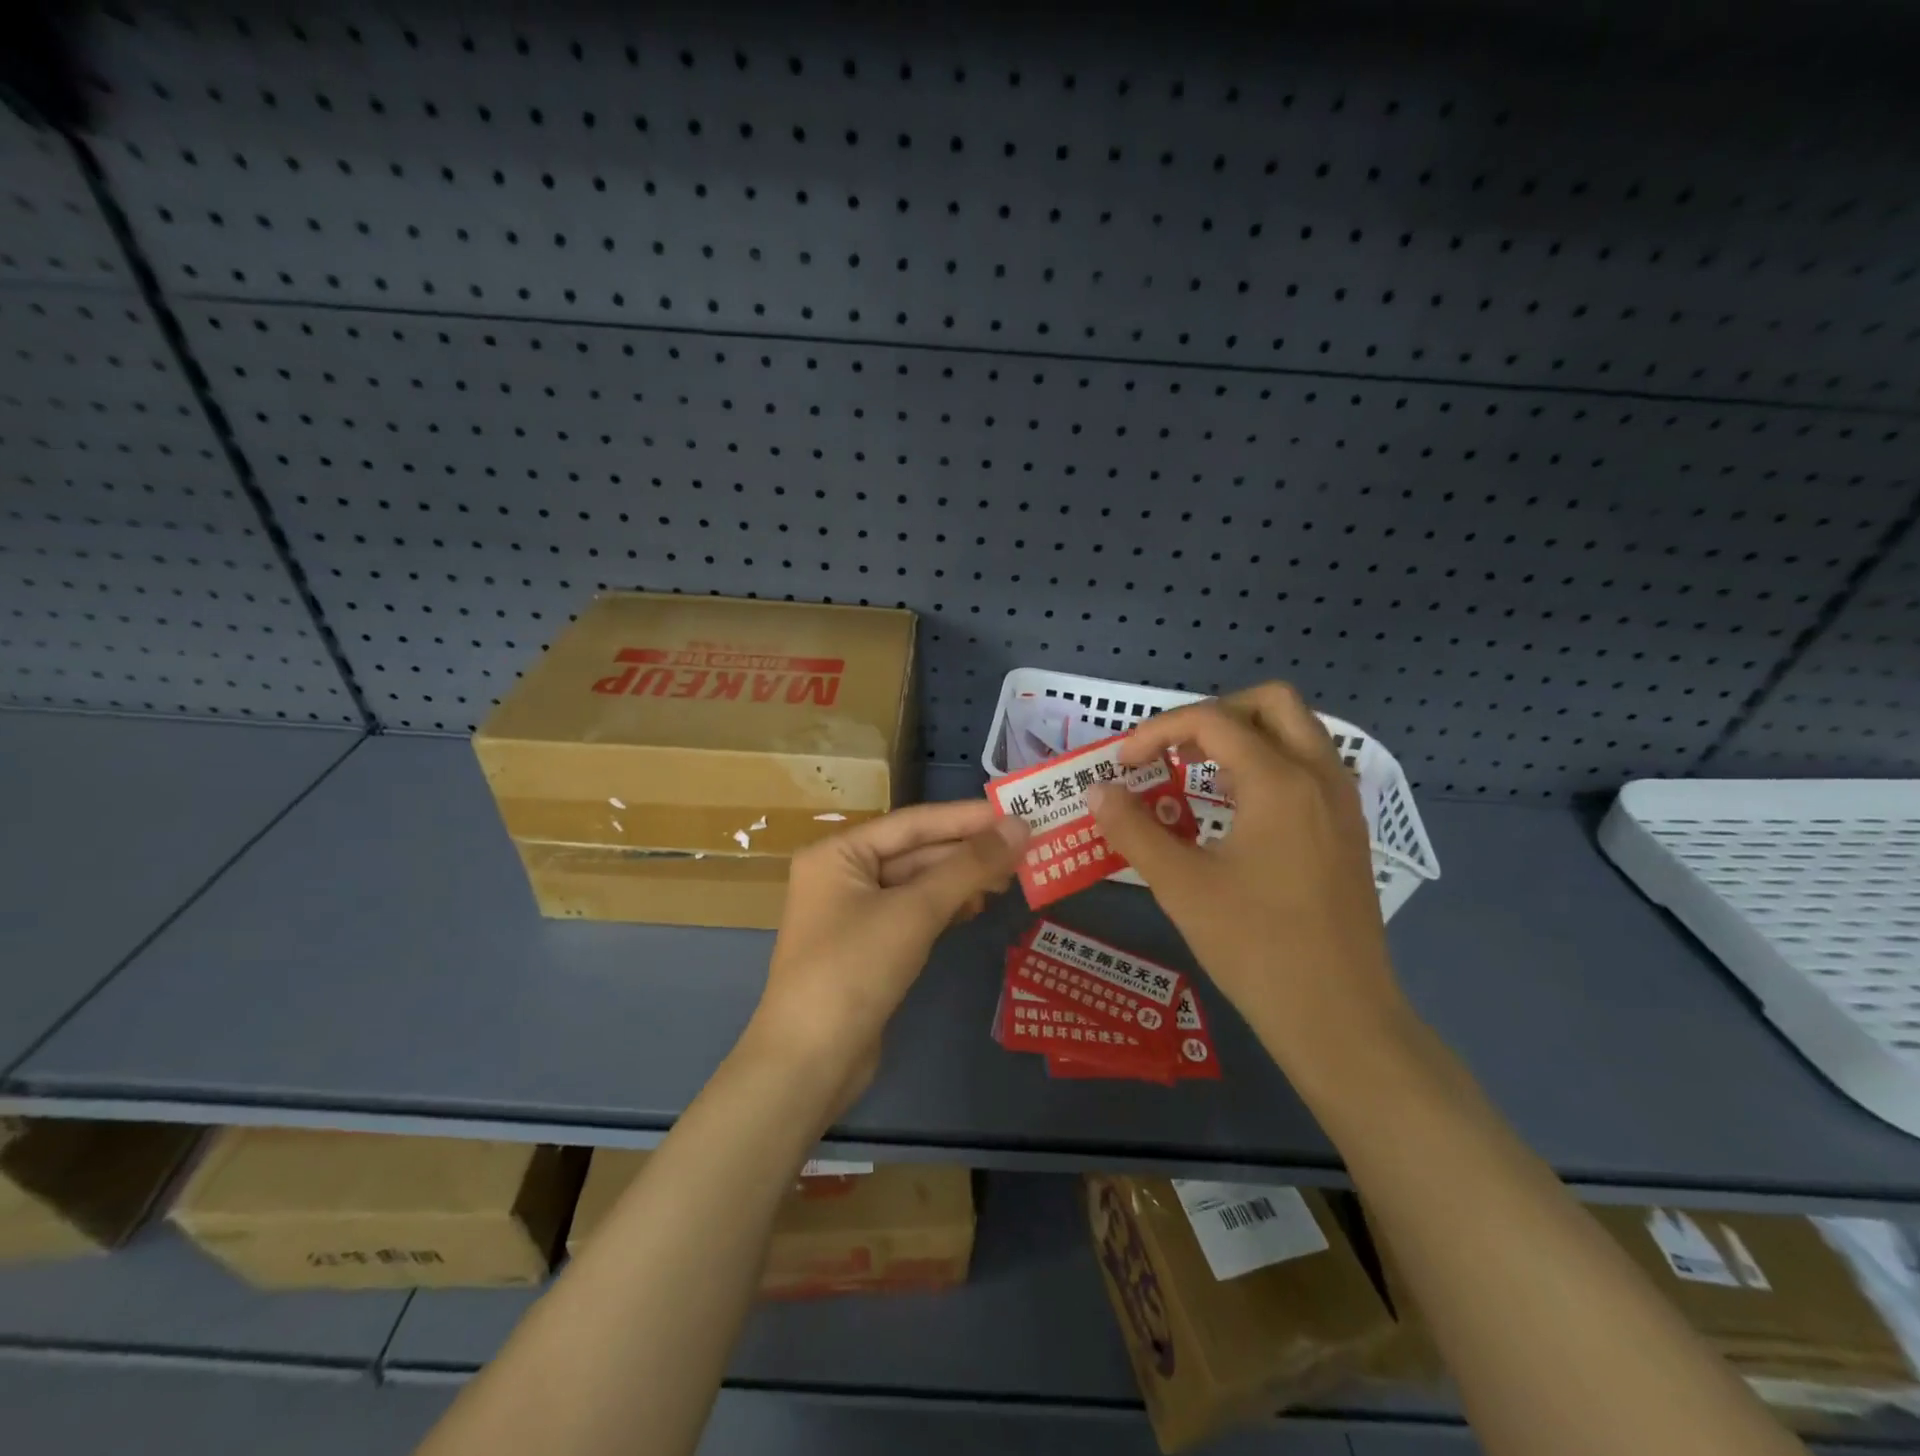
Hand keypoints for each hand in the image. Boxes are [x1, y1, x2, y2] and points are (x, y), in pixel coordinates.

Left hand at [745, 801, 1028, 1117]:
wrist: (810, 1063)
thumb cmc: (854, 970)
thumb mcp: (913, 912)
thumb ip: (968, 866)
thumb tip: (1019, 826)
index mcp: (838, 853)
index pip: (912, 823)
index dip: (966, 817)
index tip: (1016, 811)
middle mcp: (842, 875)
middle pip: (916, 852)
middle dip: (968, 851)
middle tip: (1025, 847)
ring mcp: (854, 913)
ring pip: (918, 884)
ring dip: (962, 880)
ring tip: (1012, 876)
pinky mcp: (869, 947)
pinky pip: (913, 913)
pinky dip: (946, 907)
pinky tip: (978, 905)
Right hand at [1086, 682, 1407, 1075]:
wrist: (1339, 1017)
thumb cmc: (1257, 946)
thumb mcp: (1181, 886)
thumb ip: (1133, 829)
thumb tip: (1098, 791)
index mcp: (1279, 781)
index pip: (1211, 720)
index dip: (1157, 731)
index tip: (1124, 765)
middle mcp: (1319, 776)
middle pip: (1272, 703)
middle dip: (1214, 714)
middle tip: (1174, 752)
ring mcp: (1342, 803)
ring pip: (1297, 732)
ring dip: (1245, 737)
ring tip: (1199, 775)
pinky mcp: (1348, 831)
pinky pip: (1309, 768)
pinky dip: (1269, 765)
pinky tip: (1236, 812)